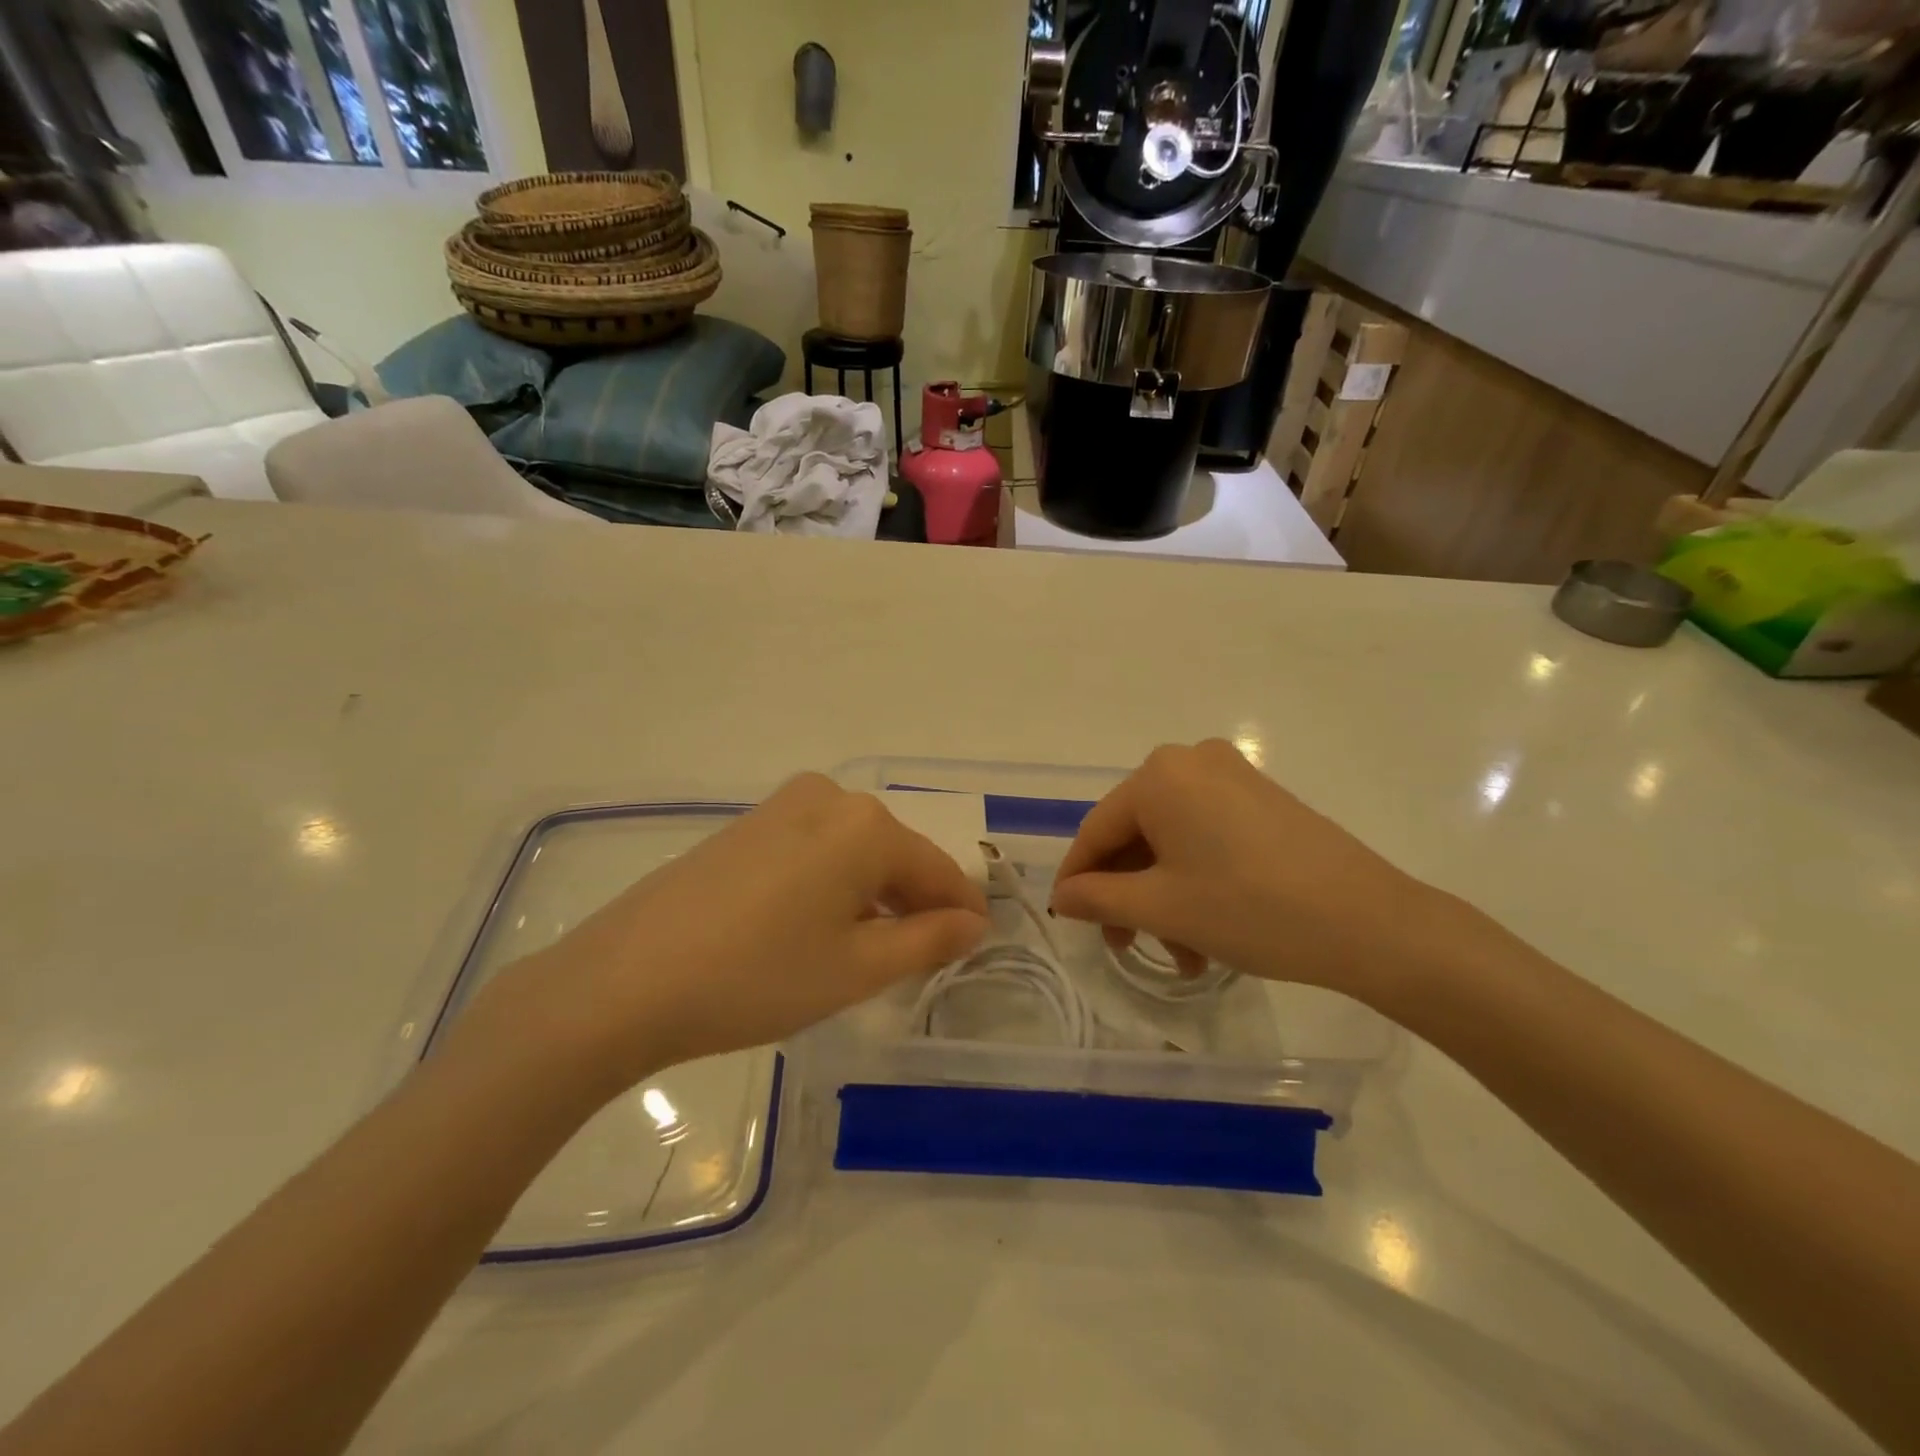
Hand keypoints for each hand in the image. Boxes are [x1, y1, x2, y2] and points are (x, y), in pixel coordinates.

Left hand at [471, 775, 988, 1095]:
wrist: (625, 981)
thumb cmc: (759, 976)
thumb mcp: (857, 969)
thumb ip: (927, 941)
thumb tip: (973, 922)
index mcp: (866, 825)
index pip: (936, 867)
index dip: (962, 908)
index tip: (979, 942)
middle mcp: (829, 798)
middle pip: (895, 853)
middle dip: (915, 901)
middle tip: (923, 956)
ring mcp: (782, 806)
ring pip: (854, 850)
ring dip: (874, 893)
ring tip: (872, 950)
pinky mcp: (747, 825)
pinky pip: (816, 848)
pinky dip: (833, 883)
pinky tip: (818, 926)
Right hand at [1051, 740, 1460, 1000]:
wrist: (1371, 923)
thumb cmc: (1250, 909)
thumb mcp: (1162, 908)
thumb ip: (1098, 898)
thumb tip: (1062, 896)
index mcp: (1158, 776)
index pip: (1097, 830)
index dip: (1077, 879)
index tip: (1068, 921)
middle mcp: (1191, 761)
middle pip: (1135, 834)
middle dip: (1129, 896)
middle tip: (1129, 946)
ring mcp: (1232, 776)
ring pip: (1171, 840)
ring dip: (1164, 896)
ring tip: (1184, 955)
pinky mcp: (1262, 798)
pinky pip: (1206, 834)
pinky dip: (1194, 878)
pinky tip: (1206, 926)